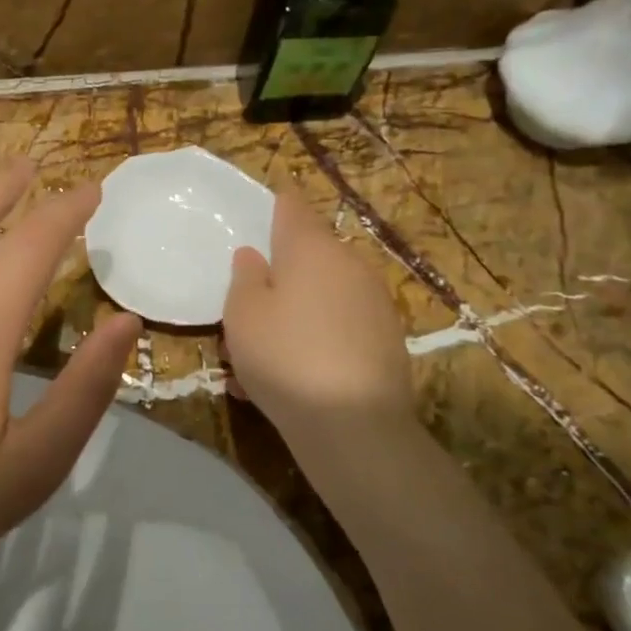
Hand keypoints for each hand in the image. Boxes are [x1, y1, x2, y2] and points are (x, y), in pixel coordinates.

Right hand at [222, 192, 416, 447]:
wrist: (355, 425)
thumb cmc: (285, 356)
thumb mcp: (243, 315)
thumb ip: (245, 278)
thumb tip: (254, 256)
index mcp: (311, 248)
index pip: (292, 207)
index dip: (276, 205)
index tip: (262, 212)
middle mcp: (349, 265)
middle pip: (309, 256)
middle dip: (280, 274)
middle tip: (249, 307)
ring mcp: (374, 302)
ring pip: (322, 296)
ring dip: (294, 314)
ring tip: (262, 357)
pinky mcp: (387, 339)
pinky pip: (339, 327)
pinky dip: (316, 340)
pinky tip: (293, 378)